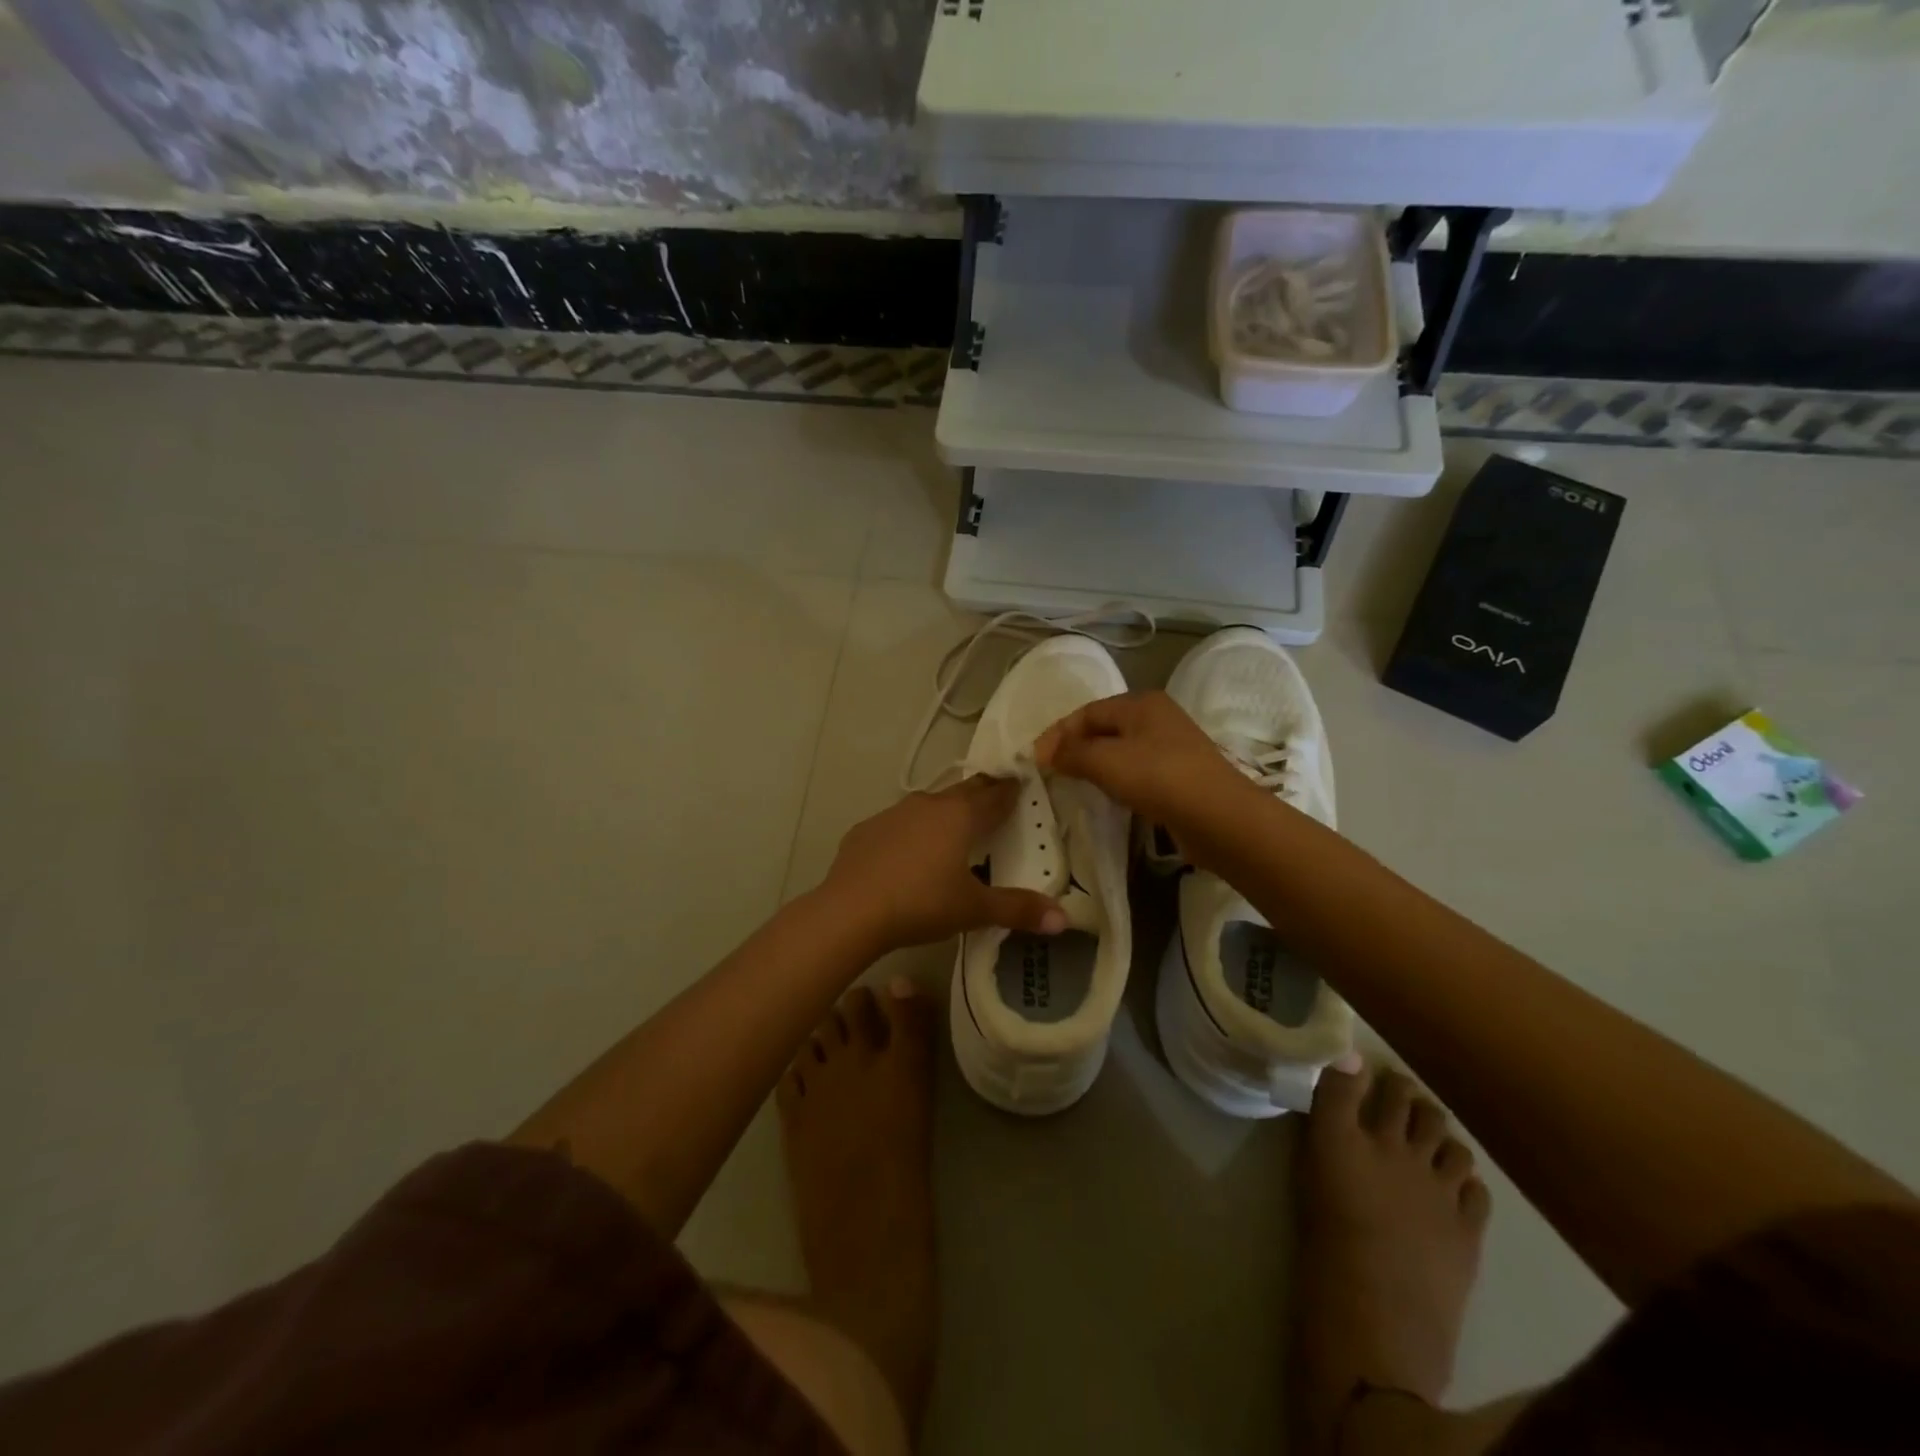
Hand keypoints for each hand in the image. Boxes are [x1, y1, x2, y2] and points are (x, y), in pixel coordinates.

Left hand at [821, 777, 1067, 953]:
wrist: (850, 911)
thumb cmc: (921, 904)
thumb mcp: (974, 910)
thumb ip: (1018, 910)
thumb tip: (1064, 919)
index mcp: (960, 816)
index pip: (995, 796)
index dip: (1011, 790)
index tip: (1022, 783)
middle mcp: (928, 805)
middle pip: (963, 791)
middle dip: (982, 793)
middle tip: (996, 796)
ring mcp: (893, 814)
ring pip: (928, 804)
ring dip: (944, 810)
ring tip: (954, 824)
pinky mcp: (866, 830)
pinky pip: (897, 823)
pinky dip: (910, 831)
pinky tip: (907, 852)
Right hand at [1036, 690, 1254, 836]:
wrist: (1219, 817)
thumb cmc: (1159, 777)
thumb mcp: (1106, 761)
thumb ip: (1071, 753)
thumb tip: (1043, 752)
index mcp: (1141, 703)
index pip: (1087, 712)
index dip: (1058, 733)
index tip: (1036, 759)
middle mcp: (1157, 718)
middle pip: (1104, 728)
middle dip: (1075, 747)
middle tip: (1051, 771)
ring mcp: (1171, 746)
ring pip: (1120, 750)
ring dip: (1095, 764)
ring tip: (1073, 783)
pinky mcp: (1179, 775)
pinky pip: (1137, 770)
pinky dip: (1116, 779)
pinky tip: (1108, 795)